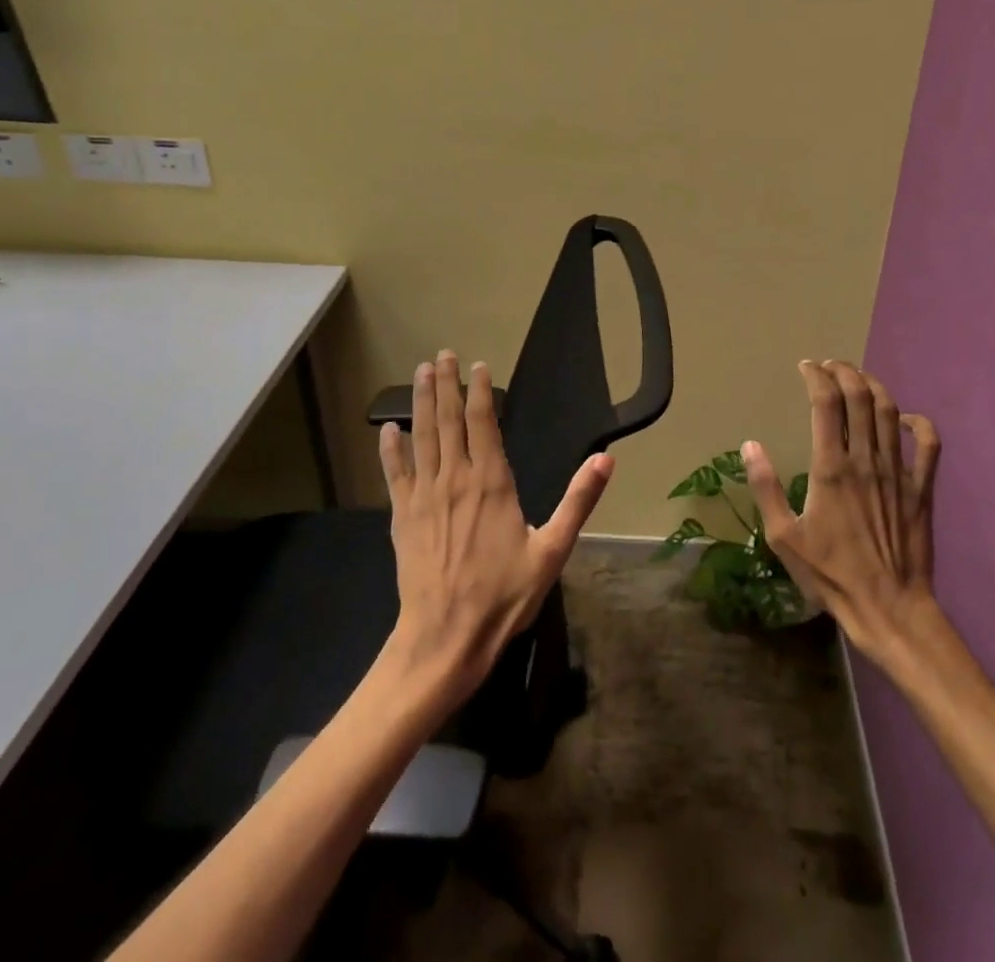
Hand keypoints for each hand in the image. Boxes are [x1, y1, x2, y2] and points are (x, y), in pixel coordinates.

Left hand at [379, 350, 612, 703]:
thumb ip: (578, 501)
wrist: (445, 639)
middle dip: (445, 385)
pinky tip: (387, 430)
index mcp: (492, 482)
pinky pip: (395, 473)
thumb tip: (606, 459)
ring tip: (420, 373)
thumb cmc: (503, 595)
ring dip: (421, 403)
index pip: (484, 423)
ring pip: (422, 438)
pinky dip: (391, 449)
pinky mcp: (403, 517)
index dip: (480, 390)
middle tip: (441, 355)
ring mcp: (424, 496)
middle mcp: (455, 479)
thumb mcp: (552, 550)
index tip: (476, 365)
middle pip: (448, 420)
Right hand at [745, 359, 942, 662]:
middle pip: (860, 396)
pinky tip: (906, 419)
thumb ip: (765, 487)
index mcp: (831, 468)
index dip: (815, 376)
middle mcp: (866, 460)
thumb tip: (750, 445)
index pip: (825, 402)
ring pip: (891, 411)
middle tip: (829, 366)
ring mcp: (898, 472)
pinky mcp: (922, 489)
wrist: (889, 609)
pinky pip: (929, 445)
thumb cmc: (831, 575)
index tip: (805, 367)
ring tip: (858, 379)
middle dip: (844, 371)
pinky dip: (920, 424)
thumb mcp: (784, 537)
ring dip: (874, 387)